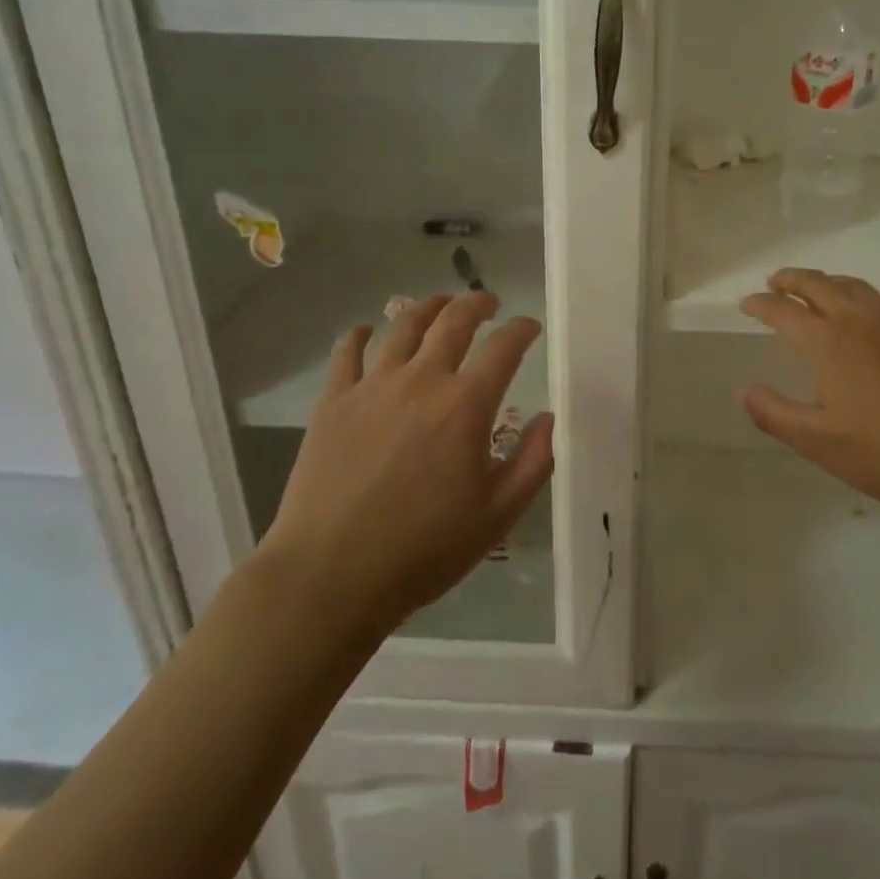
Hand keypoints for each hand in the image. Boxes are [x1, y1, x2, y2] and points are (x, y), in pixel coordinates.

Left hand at [258, 291, 552, 631]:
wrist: (331, 575)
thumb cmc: (424, 549)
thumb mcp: (498, 515)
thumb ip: (533, 461)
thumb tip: (548, 418)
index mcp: (465, 405)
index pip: (503, 347)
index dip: (522, 329)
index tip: (529, 327)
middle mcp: (421, 380)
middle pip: (453, 320)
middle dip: (476, 303)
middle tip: (488, 303)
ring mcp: (372, 386)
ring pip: (403, 326)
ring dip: (427, 307)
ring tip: (439, 305)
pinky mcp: (333, 402)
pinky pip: (347, 352)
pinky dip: (360, 335)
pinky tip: (365, 332)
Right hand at [741, 268, 879, 514]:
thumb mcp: (819, 442)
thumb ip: (775, 414)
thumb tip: (744, 390)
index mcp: (828, 343)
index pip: (784, 312)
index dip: (761, 305)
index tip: (746, 305)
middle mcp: (860, 321)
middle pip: (819, 285)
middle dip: (792, 280)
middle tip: (775, 281)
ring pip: (856, 287)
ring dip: (829, 282)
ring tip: (818, 288)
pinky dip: (871, 298)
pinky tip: (877, 311)